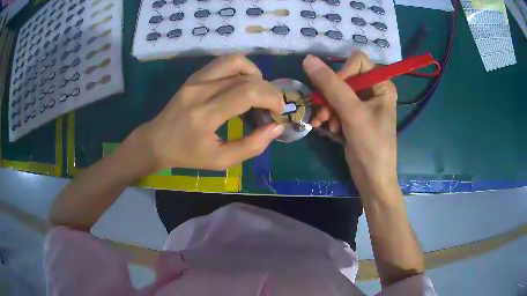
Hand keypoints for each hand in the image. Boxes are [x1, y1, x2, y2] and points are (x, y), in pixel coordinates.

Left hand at [139, 54, 284, 170]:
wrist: (156, 141)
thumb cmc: (187, 155)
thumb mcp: (220, 161)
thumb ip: (251, 146)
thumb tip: (276, 127)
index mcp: (205, 115)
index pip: (247, 92)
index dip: (271, 98)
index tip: (278, 112)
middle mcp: (201, 90)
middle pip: (246, 77)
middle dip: (268, 90)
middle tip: (272, 107)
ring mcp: (196, 79)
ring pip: (235, 61)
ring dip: (255, 74)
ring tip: (258, 92)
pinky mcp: (194, 76)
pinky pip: (223, 62)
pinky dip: (241, 69)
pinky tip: (242, 84)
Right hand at [302, 52, 397, 195]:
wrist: (372, 179)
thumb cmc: (371, 145)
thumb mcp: (352, 113)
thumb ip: (331, 85)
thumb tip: (308, 59)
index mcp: (382, 85)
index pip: (357, 61)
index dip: (343, 73)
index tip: (335, 93)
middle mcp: (373, 90)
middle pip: (344, 77)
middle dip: (331, 96)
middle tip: (325, 115)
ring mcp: (362, 103)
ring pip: (336, 92)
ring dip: (327, 108)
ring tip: (325, 124)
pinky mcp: (353, 116)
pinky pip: (335, 106)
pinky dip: (328, 116)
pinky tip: (325, 128)